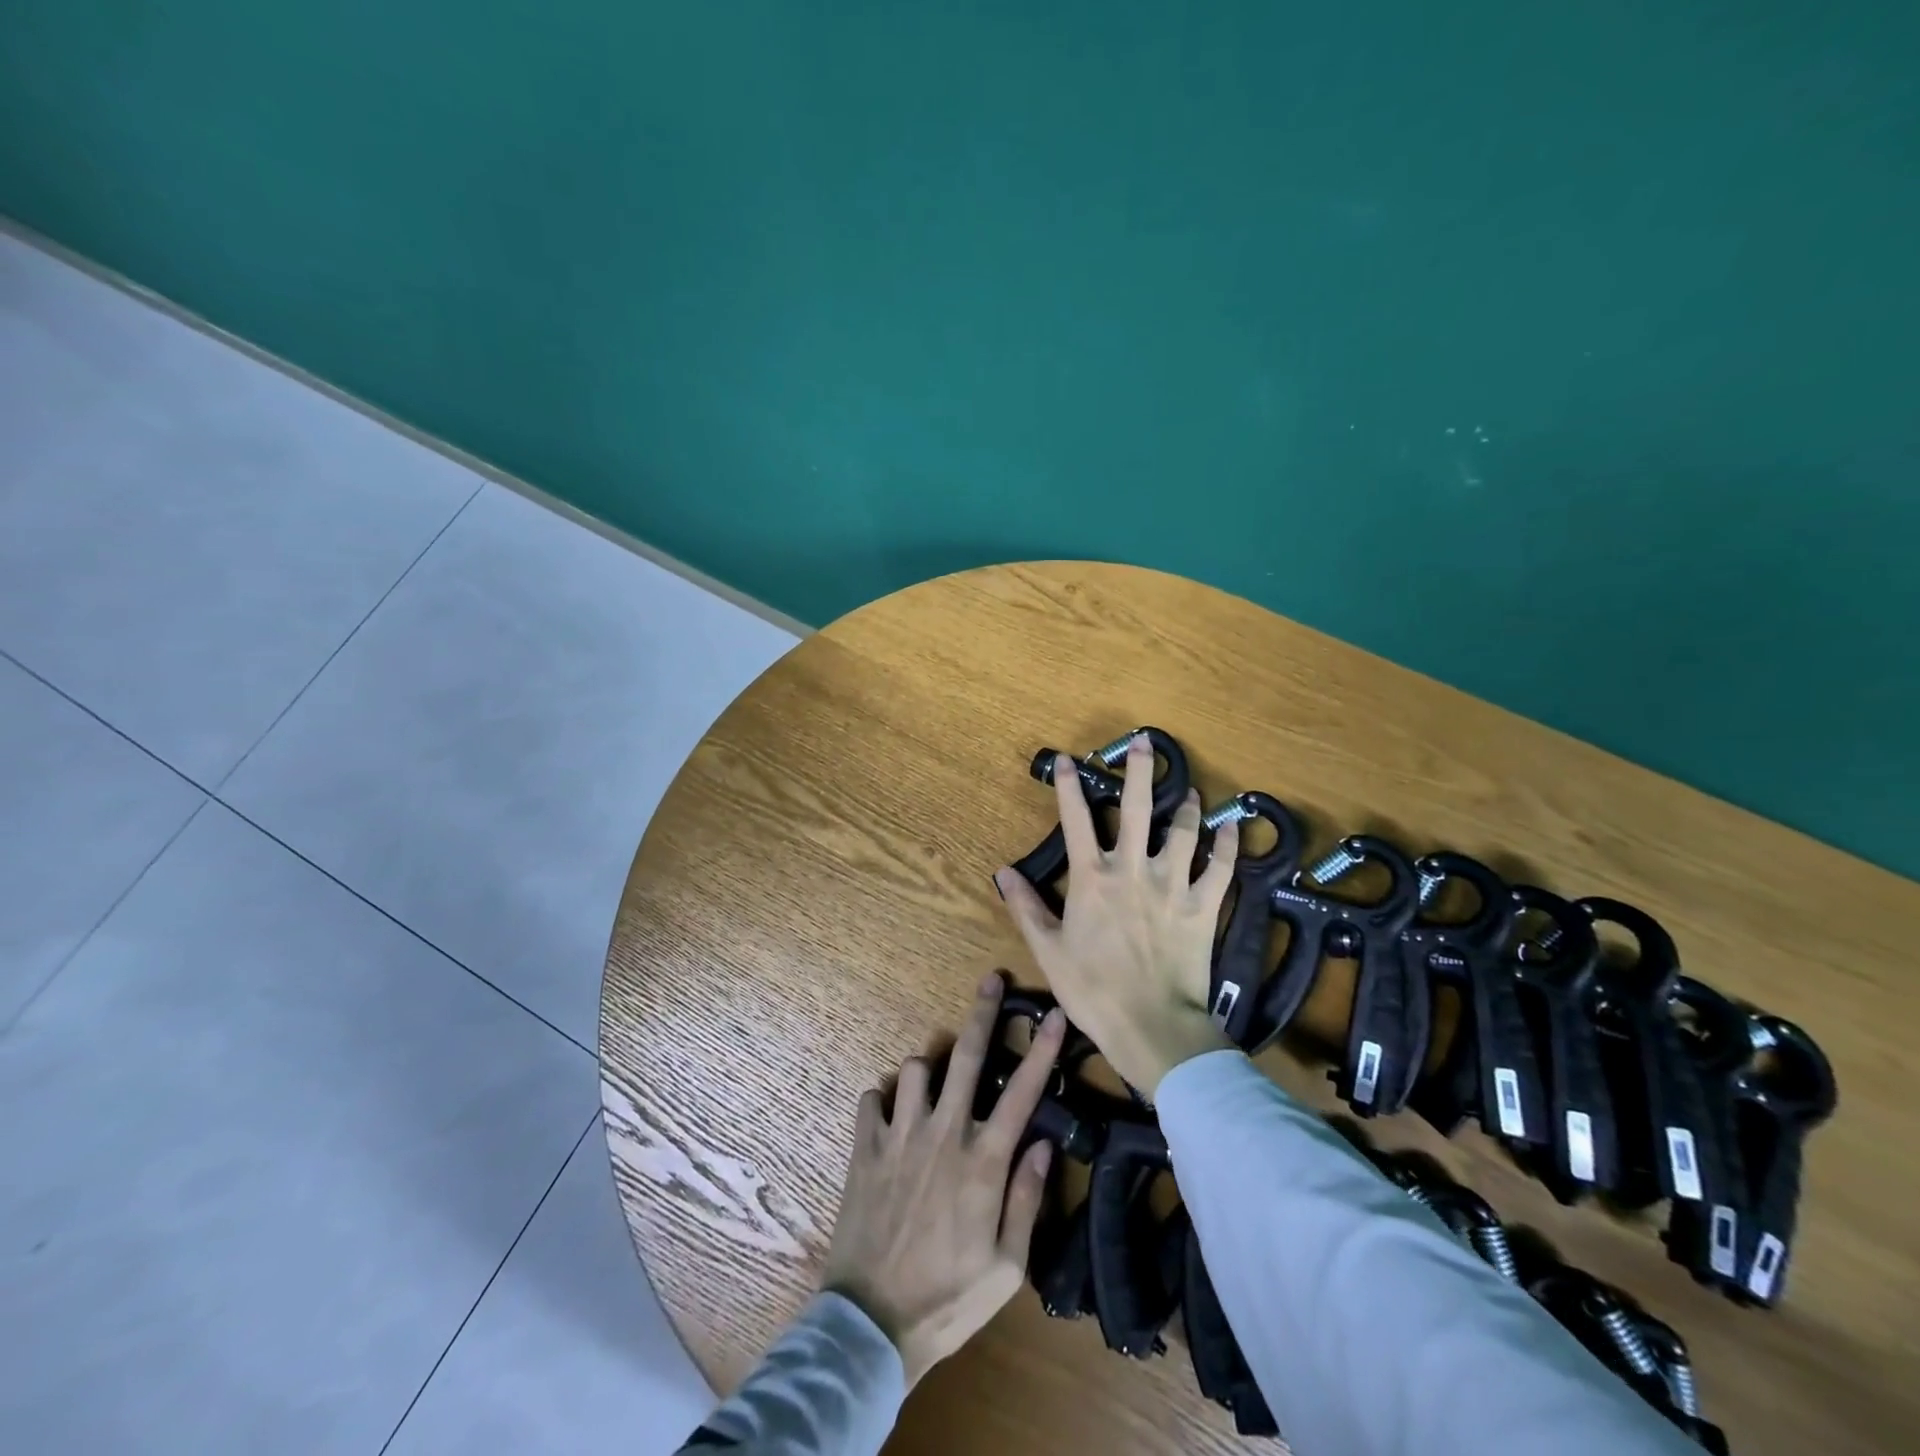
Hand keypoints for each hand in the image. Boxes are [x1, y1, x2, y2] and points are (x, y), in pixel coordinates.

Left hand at [822, 975, 1063, 1387]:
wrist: (871, 1326)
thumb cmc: (949, 1299)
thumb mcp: (1008, 1267)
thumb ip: (1027, 1198)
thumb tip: (1042, 1142)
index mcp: (983, 1162)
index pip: (1023, 1093)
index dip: (1042, 1050)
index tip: (1055, 1014)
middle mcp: (943, 1134)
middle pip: (968, 1057)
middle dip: (984, 1013)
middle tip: (991, 981)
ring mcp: (899, 1135)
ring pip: (916, 1067)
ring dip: (929, 1071)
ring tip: (932, 1091)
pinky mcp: (863, 1147)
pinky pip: (872, 1097)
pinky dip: (883, 1100)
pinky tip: (890, 1118)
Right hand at [993, 732, 1237, 1095]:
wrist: (1151, 1026)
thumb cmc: (1093, 989)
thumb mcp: (1049, 950)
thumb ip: (1026, 908)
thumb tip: (1002, 873)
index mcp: (1092, 878)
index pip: (1075, 820)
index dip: (1068, 787)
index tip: (1066, 759)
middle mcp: (1132, 869)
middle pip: (1137, 809)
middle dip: (1139, 771)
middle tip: (1145, 742)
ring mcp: (1172, 886)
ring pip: (1183, 832)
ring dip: (1187, 807)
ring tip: (1192, 789)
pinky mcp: (1202, 907)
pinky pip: (1220, 870)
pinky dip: (1228, 848)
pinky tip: (1233, 829)